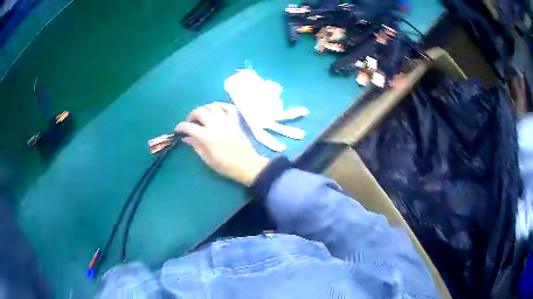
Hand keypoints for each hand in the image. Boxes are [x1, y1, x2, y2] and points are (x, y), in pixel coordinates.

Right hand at [175, 102, 268, 185]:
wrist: (247, 164)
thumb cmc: (226, 165)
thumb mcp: (207, 159)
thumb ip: (196, 146)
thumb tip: (186, 138)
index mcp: (206, 136)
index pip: (189, 126)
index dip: (180, 127)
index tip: (178, 130)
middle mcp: (215, 124)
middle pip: (199, 111)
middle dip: (191, 115)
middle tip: (191, 122)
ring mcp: (227, 120)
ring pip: (212, 106)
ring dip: (204, 108)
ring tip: (202, 115)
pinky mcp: (236, 120)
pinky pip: (228, 107)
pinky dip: (221, 105)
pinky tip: (216, 109)